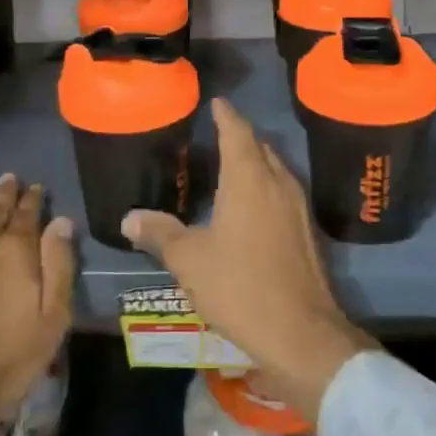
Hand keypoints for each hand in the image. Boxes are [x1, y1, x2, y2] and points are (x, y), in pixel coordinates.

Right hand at [123, 100, 374, 419]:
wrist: (301, 333)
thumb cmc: (240, 285)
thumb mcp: (189, 260)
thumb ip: (160, 233)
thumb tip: (129, 217)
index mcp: (249, 178)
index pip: (237, 131)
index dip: (225, 115)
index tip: (216, 102)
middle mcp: (278, 183)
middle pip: (259, 147)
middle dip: (240, 137)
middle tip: (216, 135)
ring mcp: (298, 208)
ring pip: (275, 170)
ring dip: (255, 163)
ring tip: (230, 167)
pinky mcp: (307, 232)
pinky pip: (283, 193)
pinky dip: (265, 188)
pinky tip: (250, 208)